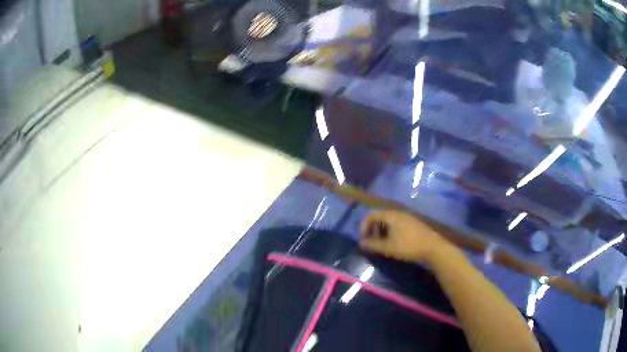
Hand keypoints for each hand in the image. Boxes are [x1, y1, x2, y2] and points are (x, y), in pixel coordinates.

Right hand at [359, 210, 452, 263]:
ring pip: (390, 222)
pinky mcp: (414, 224)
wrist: (433, 248)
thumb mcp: (388, 247)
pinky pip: (398, 225)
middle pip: (381, 217)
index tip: (362, 239)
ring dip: (382, 232)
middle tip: (371, 243)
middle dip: (373, 229)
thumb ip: (372, 245)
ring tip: (381, 245)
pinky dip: (391, 232)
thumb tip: (361, 243)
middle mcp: (399, 213)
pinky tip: (394, 244)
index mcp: (391, 215)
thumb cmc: (408, 246)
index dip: (364, 226)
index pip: (372, 215)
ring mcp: (408, 218)